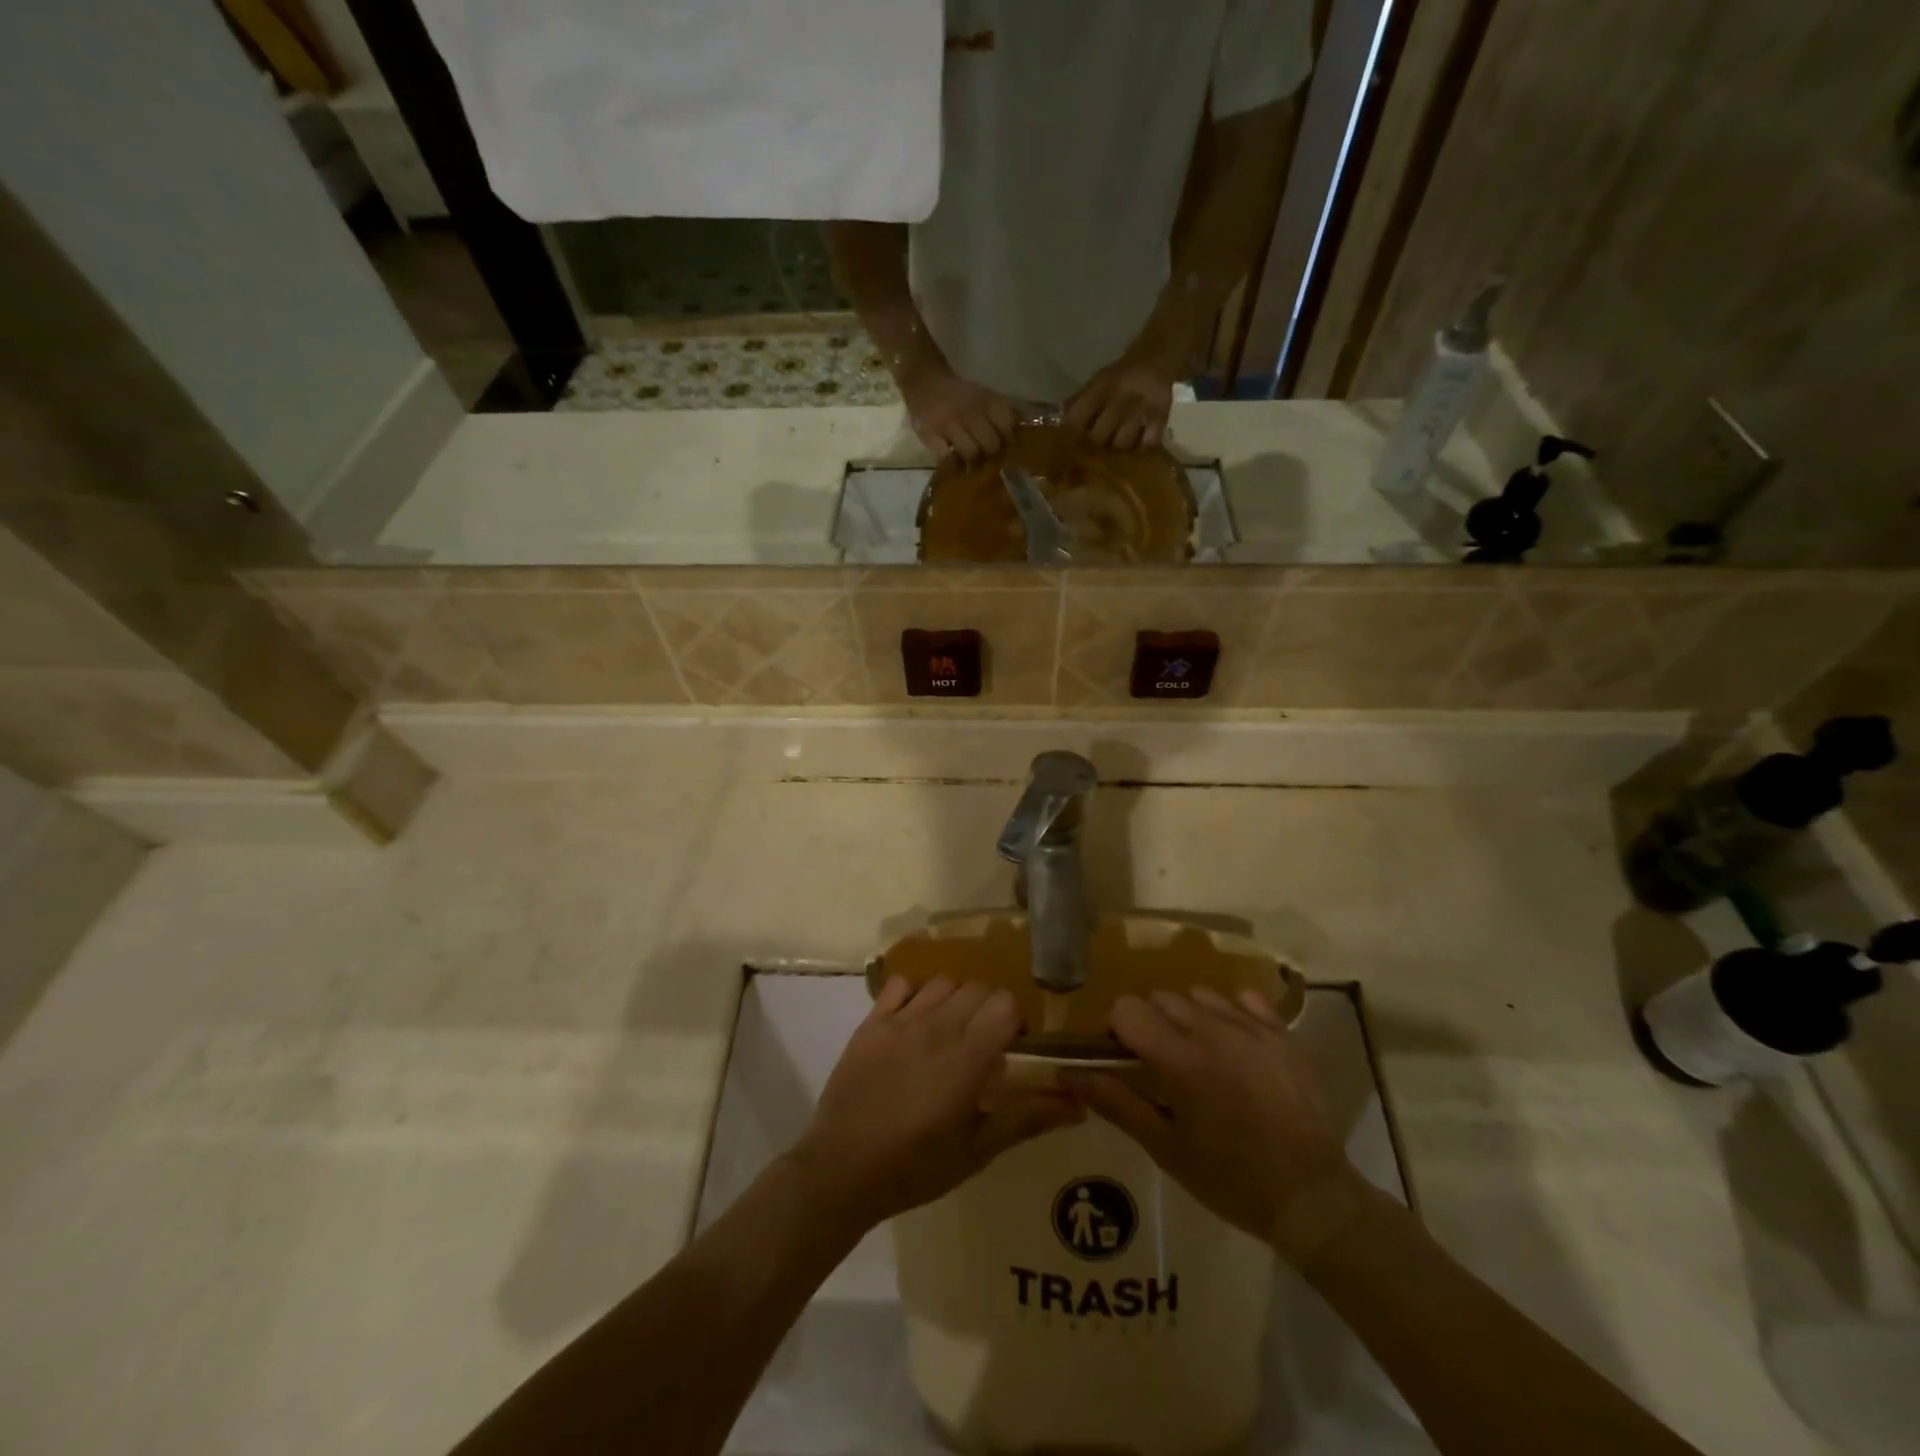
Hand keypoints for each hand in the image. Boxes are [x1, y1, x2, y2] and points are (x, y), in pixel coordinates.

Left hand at [790, 977, 1082, 1228]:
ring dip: (954, 1000)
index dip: (1015, 1022)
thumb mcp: (977, 1151)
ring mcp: (900, 1020)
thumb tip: (1079, 1104)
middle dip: (988, 1009)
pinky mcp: (871, 1022)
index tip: (1011, 1048)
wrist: (841, 1171)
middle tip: (982, 1044)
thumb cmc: (915, 1168)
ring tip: (949, 1032)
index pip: (1006, 1004)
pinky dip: (913, 994)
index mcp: (967, 1057)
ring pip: (943, 982)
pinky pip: (900, 984)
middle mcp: (937, 1026)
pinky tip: (913, 1021)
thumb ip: (1028, 1119)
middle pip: (978, 989)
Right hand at [899, 366, 1017, 463]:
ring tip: (973, 466)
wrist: (925, 382)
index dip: (1009, 440)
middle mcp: (970, 411)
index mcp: (985, 400)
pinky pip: (947, 458)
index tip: (1008, 448)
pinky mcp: (930, 434)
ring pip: (971, 453)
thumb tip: (1020, 434)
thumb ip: (1001, 413)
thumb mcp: (982, 395)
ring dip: (974, 464)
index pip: (1007, 425)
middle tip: (989, 460)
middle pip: (991, 444)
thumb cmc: (959, 395)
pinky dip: (954, 465)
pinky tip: (956, 465)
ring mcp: (949, 423)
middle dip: (992, 456)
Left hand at [1062, 343, 1177, 449]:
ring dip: (1116, 449)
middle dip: (1093, 446)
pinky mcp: (1161, 416)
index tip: (1066, 446)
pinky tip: (1136, 446)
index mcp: (1102, 386)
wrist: (1157, 359)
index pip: (1078, 415)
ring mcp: (1142, 408)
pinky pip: (1147, 443)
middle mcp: (1121, 396)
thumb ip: (1079, 401)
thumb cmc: (1121, 377)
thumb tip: (1059, 423)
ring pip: (1122, 443)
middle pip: (1099, 436)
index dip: (1070, 434)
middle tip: (1093, 451)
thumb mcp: (1098, 381)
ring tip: (1115, 448)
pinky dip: (1140, 448)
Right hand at [1064, 988, 1374, 1265]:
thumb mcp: (1164, 1147)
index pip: (1127, 1008)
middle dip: (1153, 1024)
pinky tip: (1236, 1047)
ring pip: (1199, 994)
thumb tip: (1067, 1072)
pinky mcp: (1282, 1033)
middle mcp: (1212, 1029)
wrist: (1313, 1198)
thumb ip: (1115, 1102)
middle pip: (1161, 998)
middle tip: (1164, 1067)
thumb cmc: (1229, 1179)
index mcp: (1179, 1058)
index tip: (1129, 1061)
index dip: (1119, 1032)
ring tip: (1202, 1057)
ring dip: (1190, 1017)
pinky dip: (1231, 1014)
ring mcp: (1251, 1027)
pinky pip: (1244, 1000)